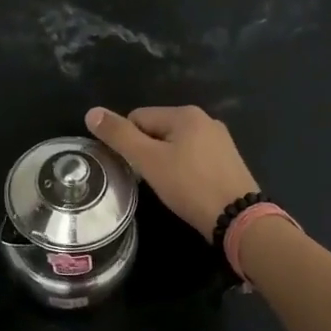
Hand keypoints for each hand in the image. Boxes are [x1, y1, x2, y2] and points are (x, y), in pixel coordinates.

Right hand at [85, 106, 257, 241]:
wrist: (239, 219)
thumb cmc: (190, 186)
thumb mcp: (148, 160)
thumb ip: (119, 136)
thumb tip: (92, 112)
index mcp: (185, 113)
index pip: (138, 118)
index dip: (129, 143)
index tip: (134, 169)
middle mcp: (205, 120)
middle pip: (157, 130)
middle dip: (148, 153)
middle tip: (150, 180)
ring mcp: (220, 140)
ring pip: (176, 145)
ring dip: (165, 163)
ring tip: (168, 188)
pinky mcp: (228, 161)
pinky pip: (194, 158)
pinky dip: (184, 171)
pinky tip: (187, 190)